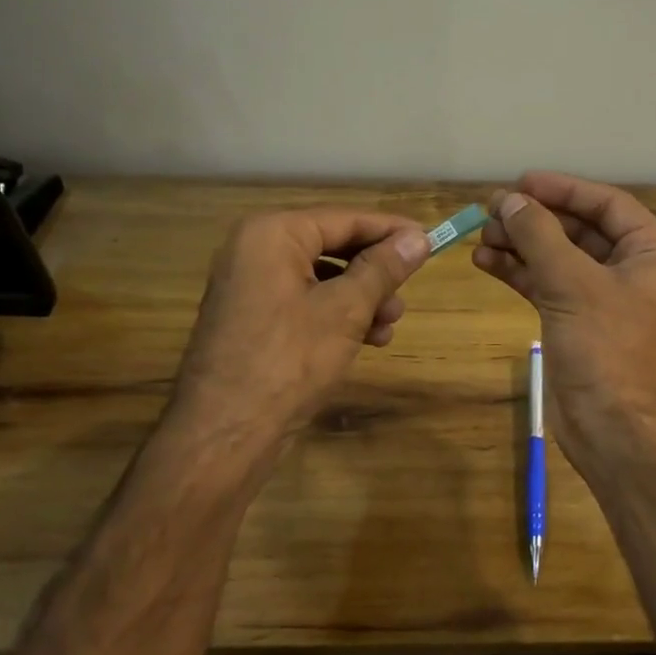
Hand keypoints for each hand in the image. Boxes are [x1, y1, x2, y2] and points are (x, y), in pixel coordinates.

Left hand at [170, 208, 430, 460]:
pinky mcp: (254, 319)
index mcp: (272, 234)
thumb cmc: (289, 360)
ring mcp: (251, 287)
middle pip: (333, 246)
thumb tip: (419, 239)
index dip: (391, 230)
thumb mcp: (346, 310)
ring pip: (323, 278)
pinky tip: (369, 339)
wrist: (224, 435)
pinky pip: (306, 302)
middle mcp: (256, 251)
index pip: (345, 219)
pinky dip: (338, 315)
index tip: (430, 239)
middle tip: (409, 289)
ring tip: (391, 324)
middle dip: (376, 271)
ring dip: (363, 297)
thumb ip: (383, 268)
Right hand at [471, 172, 655, 474]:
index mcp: (655, 251)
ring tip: (480, 235)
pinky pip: (549, 284)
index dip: (562, 189)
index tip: (520, 182)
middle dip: (535, 219)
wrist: (613, 430)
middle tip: (491, 209)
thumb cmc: (607, 348)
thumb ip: (539, 235)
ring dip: (521, 244)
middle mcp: (635, 268)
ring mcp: (606, 297)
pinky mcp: (580, 320)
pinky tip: (485, 261)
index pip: (607, 204)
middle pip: (580, 228)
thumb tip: (508, 200)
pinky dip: (520, 272)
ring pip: (560, 256)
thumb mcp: (572, 283)